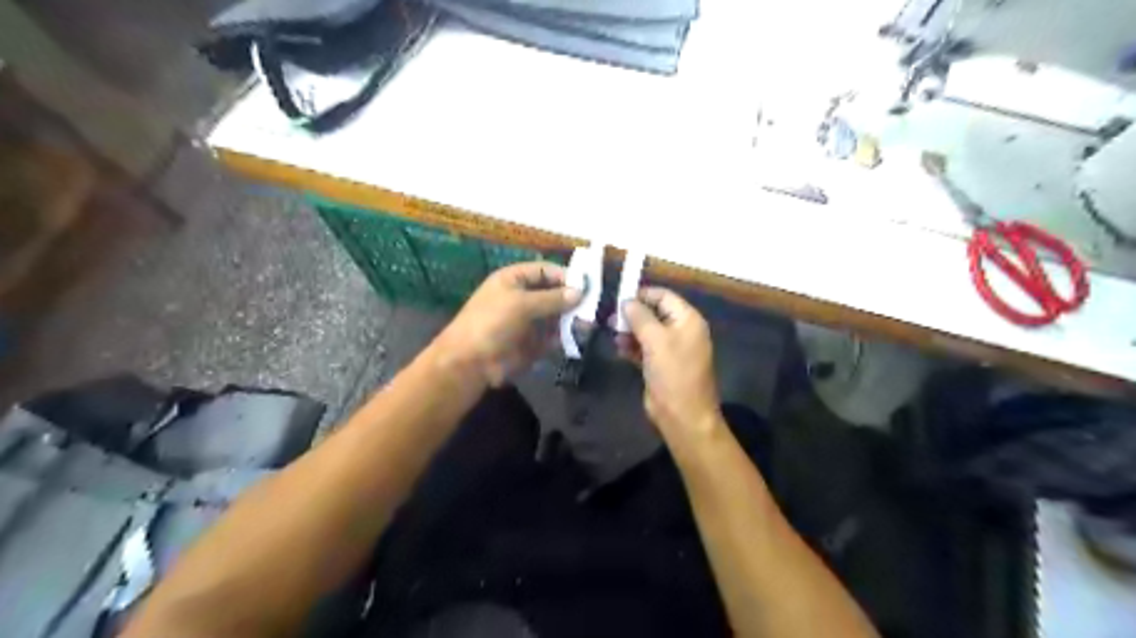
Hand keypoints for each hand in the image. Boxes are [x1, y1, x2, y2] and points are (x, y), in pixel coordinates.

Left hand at [433, 259, 579, 387]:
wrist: (470, 363)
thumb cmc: (491, 323)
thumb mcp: (521, 304)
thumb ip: (552, 298)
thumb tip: (580, 293)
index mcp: (513, 280)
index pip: (544, 271)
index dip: (564, 275)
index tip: (586, 285)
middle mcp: (522, 297)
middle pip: (553, 293)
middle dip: (572, 299)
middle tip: (593, 306)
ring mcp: (527, 321)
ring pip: (556, 315)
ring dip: (571, 319)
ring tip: (589, 323)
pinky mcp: (532, 343)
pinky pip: (553, 336)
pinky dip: (565, 336)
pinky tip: (577, 337)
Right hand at [618, 289, 722, 443]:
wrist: (682, 416)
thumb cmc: (673, 373)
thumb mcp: (656, 341)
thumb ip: (640, 317)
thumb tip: (626, 301)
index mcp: (687, 320)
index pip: (664, 296)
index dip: (642, 294)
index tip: (618, 298)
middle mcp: (681, 331)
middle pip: (654, 312)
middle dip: (632, 314)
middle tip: (610, 319)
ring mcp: (671, 349)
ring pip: (646, 331)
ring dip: (629, 331)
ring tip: (612, 334)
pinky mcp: (660, 365)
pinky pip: (643, 348)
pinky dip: (631, 346)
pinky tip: (618, 348)